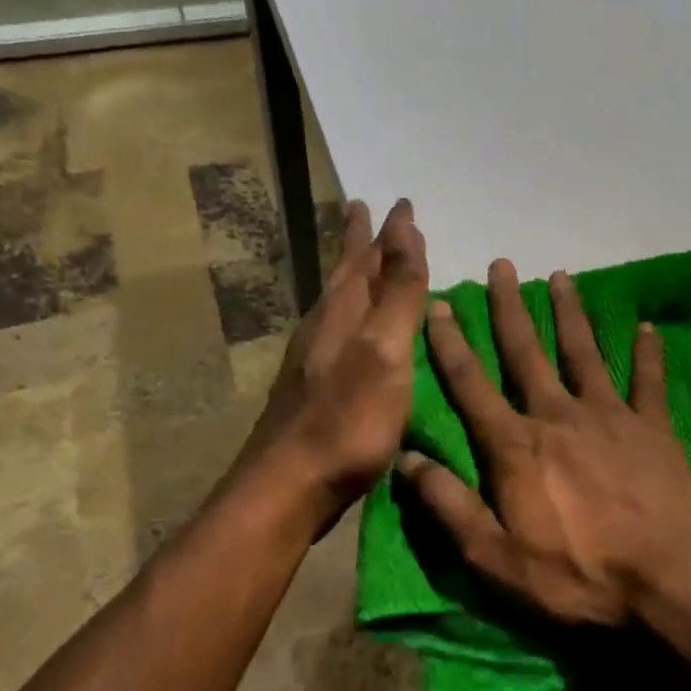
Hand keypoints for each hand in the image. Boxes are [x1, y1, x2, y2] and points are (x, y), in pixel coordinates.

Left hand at [237, 198, 428, 532]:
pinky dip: (351, 316)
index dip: (389, 231)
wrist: (288, 487)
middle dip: (359, 243)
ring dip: (352, 276)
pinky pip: (335, 332)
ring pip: (336, 302)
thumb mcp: (384, 350)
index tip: (403, 203)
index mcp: (344, 312)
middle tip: (364, 211)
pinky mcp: (310, 390)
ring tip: (362, 260)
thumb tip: (402, 224)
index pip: (370, 257)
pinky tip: (351, 333)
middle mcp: (323, 327)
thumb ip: (397, 291)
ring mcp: (311, 360)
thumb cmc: (346, 420)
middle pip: (345, 273)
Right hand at [400, 259, 690, 627]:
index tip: (439, 303)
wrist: (672, 580)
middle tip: (502, 264)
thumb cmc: (579, 576)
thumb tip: (407, 460)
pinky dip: (648, 353)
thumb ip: (450, 507)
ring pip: (584, 352)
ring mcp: (610, 417)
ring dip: (571, 313)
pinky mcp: (654, 429)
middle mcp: (558, 416)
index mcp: (515, 446)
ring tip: (562, 275)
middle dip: (510, 308)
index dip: (451, 343)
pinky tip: (647, 326)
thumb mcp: (497, 558)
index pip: (472, 384)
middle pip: (526, 352)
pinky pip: (649, 382)